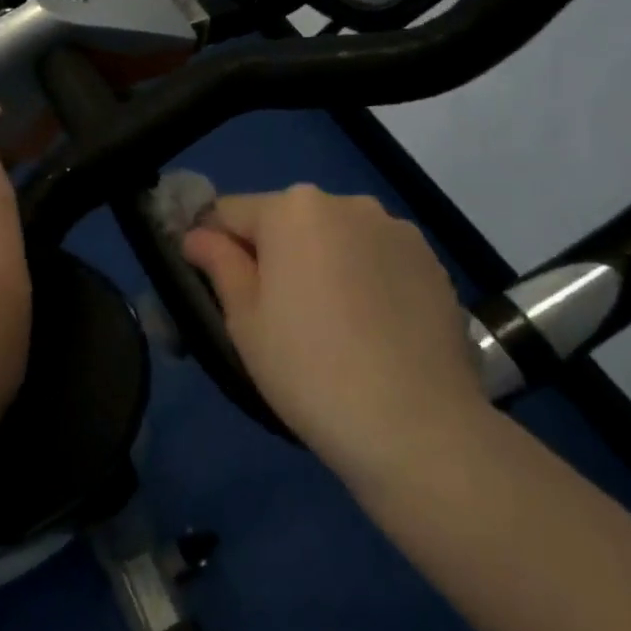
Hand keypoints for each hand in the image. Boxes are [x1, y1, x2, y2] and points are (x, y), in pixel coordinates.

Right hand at [182, 186, 488, 488]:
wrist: (418, 428)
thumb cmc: (310, 370)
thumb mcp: (245, 320)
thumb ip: (218, 263)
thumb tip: (198, 235)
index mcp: (293, 209)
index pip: (232, 212)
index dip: (217, 246)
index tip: (220, 289)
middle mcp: (346, 202)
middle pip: (288, 220)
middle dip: (275, 254)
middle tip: (278, 316)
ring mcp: (396, 229)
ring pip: (336, 237)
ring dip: (323, 263)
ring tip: (333, 325)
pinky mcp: (432, 261)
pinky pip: (378, 257)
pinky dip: (366, 279)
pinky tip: (373, 329)